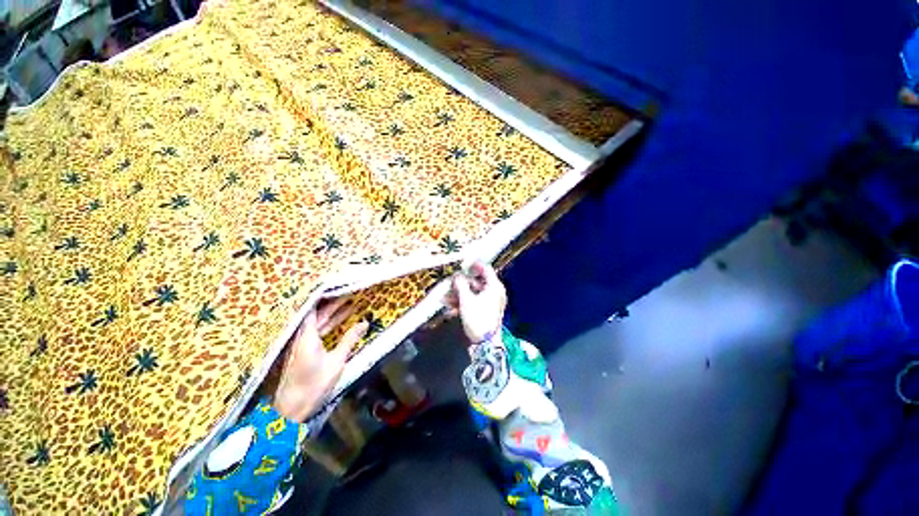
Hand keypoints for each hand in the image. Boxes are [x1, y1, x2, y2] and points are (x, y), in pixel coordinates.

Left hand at [273, 297, 367, 421]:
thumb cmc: (315, 383)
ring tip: (348, 309)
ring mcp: (300, 343)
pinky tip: (335, 328)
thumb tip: (364, 323)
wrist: (294, 403)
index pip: (317, 307)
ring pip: (317, 325)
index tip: (343, 289)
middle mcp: (302, 334)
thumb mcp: (336, 362)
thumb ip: (349, 341)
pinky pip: (314, 333)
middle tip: (351, 297)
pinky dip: (326, 328)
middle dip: (334, 307)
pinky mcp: (301, 352)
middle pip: (318, 315)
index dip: (329, 297)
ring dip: (331, 318)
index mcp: (308, 332)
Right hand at [444, 261, 506, 343]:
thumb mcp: (466, 300)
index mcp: (494, 287)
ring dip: (458, 295)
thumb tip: (456, 276)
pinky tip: (450, 308)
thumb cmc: (478, 319)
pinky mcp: (486, 313)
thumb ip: (460, 285)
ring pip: (473, 294)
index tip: (463, 264)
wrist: (485, 342)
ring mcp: (491, 304)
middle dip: (461, 284)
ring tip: (444, 298)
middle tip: (449, 284)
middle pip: (476, 283)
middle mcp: (495, 293)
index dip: (474, 265)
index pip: (486, 269)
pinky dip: (463, 304)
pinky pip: (473, 303)